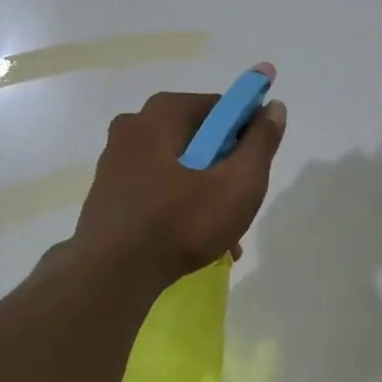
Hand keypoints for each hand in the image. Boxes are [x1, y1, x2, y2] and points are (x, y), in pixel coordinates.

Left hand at [70, 85, 287, 284]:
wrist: (112, 275)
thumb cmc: (181, 223)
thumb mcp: (238, 183)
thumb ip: (261, 142)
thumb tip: (274, 106)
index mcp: (162, 113)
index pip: (220, 108)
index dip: (246, 134)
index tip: (254, 168)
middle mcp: (133, 126)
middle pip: (198, 139)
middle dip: (224, 169)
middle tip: (239, 204)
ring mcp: (115, 160)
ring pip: (177, 167)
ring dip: (204, 193)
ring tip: (223, 235)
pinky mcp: (107, 192)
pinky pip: (155, 188)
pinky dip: (178, 205)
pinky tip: (193, 239)